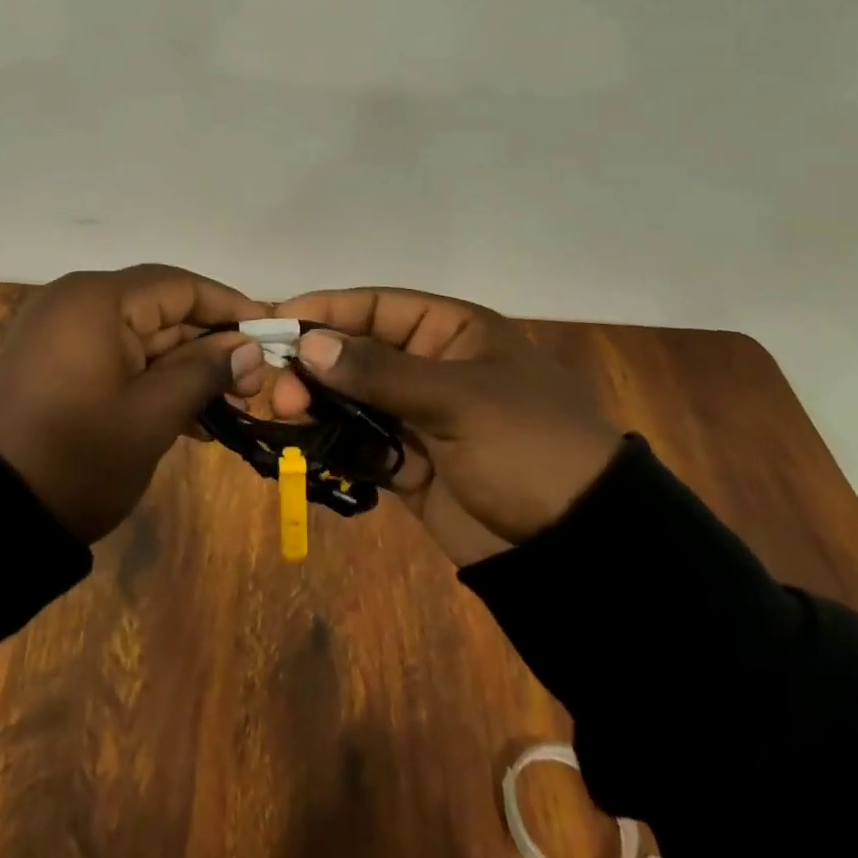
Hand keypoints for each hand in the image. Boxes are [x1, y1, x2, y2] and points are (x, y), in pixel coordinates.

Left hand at [0, 265, 268, 542]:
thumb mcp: (151, 416)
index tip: (269, 331)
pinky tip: (188, 418)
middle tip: (253, 385)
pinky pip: (115, 358)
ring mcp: (61, 333)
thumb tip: (249, 349)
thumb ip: (204, 372)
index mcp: (98, 300)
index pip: (179, 285)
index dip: (228, 306)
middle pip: (160, 310)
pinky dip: (150, 381)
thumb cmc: (76, 456)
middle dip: (209, 345)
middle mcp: (77, 302)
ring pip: (141, 338)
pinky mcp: (54, 363)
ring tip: (229, 408)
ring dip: (183, 369)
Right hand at [271, 288, 621, 564]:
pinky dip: (336, 442)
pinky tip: (312, 444)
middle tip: (283, 386)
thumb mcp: (458, 399)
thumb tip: (309, 343)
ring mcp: (420, 416)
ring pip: (353, 397)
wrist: (581, 551)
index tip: (276, 321)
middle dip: (316, 363)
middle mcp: (432, 366)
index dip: (326, 309)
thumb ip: (379, 371)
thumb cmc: (527, 447)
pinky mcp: (411, 463)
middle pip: (357, 351)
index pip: (377, 305)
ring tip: (291, 414)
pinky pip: (361, 442)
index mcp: (453, 332)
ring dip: (319, 402)